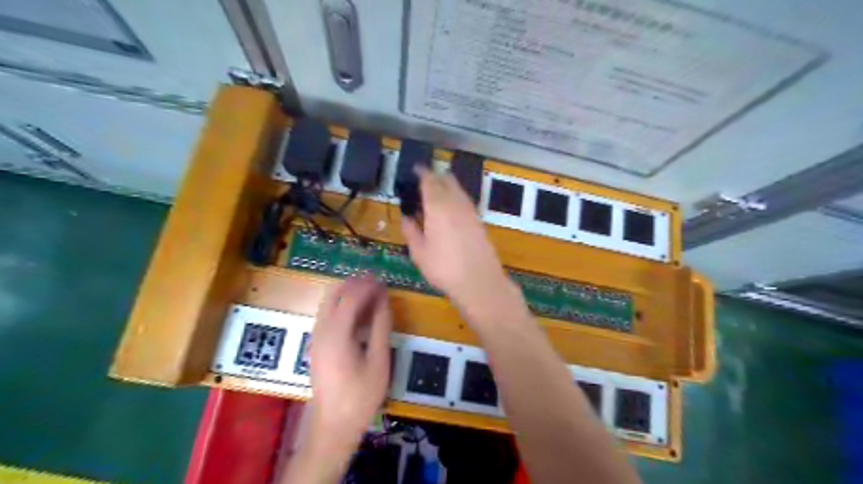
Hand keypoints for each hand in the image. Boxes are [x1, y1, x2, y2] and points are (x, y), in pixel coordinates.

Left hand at [309, 278, 393, 444]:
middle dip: (354, 284)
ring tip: (371, 294)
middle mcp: (321, 331)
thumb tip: (384, 301)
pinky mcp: (317, 345)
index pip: (350, 297)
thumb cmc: (360, 396)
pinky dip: (343, 306)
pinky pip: (328, 315)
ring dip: (348, 293)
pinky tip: (359, 313)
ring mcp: (316, 338)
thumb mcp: (378, 361)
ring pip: (329, 303)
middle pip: (333, 294)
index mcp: (336, 334)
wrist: (333, 426)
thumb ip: (380, 327)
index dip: (367, 286)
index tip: (384, 280)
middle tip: (376, 283)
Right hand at [400, 166, 526, 320]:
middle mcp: (455, 202)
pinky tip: (450, 209)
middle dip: (434, 176)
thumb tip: (407, 217)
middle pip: (446, 179)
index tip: (414, 170)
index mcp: (437, 206)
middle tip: (423, 183)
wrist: (479, 280)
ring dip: (446, 186)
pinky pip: (465, 200)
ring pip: (458, 188)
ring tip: (435, 195)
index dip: (421, 173)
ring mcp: (470, 210)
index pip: (429, 180)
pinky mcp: (479, 220)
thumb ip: (411, 231)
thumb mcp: (419, 252)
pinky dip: (455, 197)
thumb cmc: (444, 267)